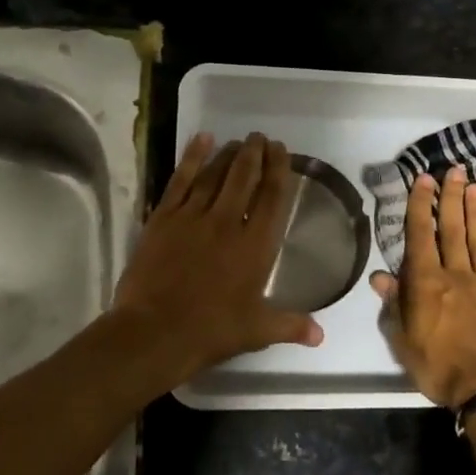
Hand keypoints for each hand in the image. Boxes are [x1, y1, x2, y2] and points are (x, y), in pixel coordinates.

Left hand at [113, 131, 323, 382]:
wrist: (154, 332)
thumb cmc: (210, 331)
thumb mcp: (256, 331)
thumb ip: (290, 326)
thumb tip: (321, 336)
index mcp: (254, 245)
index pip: (272, 197)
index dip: (278, 170)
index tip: (281, 150)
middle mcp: (227, 222)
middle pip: (244, 177)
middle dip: (255, 154)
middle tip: (260, 138)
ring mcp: (192, 217)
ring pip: (214, 174)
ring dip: (228, 154)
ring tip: (238, 141)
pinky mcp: (164, 218)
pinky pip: (181, 180)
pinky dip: (192, 157)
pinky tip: (202, 140)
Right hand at [371, 163, 475, 408]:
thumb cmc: (440, 367)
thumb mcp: (404, 342)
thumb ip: (395, 306)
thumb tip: (380, 277)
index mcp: (427, 283)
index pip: (421, 235)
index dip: (421, 205)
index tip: (424, 180)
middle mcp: (457, 275)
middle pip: (453, 228)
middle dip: (452, 197)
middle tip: (455, 171)